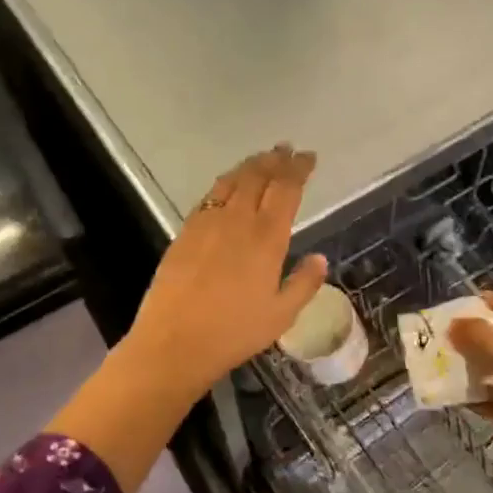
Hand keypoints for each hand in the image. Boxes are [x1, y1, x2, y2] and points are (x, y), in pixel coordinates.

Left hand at [125, 145, 328, 390]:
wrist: (174, 342)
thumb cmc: (234, 332)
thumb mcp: (281, 315)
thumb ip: (303, 284)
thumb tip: (319, 259)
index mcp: (266, 238)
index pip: (286, 189)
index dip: (298, 169)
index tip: (308, 157)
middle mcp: (237, 221)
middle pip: (257, 176)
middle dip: (275, 159)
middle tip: (286, 150)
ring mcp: (206, 224)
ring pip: (230, 181)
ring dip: (249, 166)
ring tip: (261, 159)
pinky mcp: (184, 233)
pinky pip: (209, 197)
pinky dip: (224, 183)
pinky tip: (227, 187)